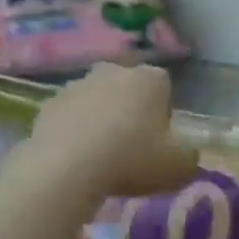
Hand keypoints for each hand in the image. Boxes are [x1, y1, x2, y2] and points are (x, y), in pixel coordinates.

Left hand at [25, 63, 197, 200]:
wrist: (67, 168)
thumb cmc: (132, 160)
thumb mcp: (180, 166)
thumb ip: (189, 155)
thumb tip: (185, 152)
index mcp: (150, 78)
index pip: (164, 87)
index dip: (163, 114)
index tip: (159, 141)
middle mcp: (114, 70)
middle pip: (128, 89)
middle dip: (130, 111)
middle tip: (130, 148)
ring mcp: (77, 84)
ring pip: (96, 100)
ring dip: (100, 120)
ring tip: (99, 157)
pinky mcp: (49, 103)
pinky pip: (69, 116)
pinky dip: (73, 131)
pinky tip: (75, 159)